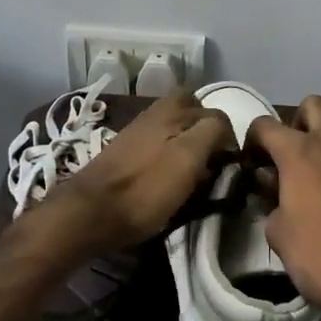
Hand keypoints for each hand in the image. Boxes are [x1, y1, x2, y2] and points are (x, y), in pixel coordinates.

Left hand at [34, 88, 232, 255]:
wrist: (90, 212)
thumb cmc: (145, 188)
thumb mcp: (188, 158)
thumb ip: (212, 133)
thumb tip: (224, 130)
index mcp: (172, 108)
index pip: (217, 114)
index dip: (229, 139)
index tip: (230, 167)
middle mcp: (156, 112)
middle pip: (192, 111)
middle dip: (207, 131)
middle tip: (212, 160)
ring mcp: (138, 130)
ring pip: (174, 126)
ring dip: (188, 142)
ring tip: (193, 171)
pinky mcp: (126, 150)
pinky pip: (158, 141)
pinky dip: (170, 153)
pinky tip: (168, 175)